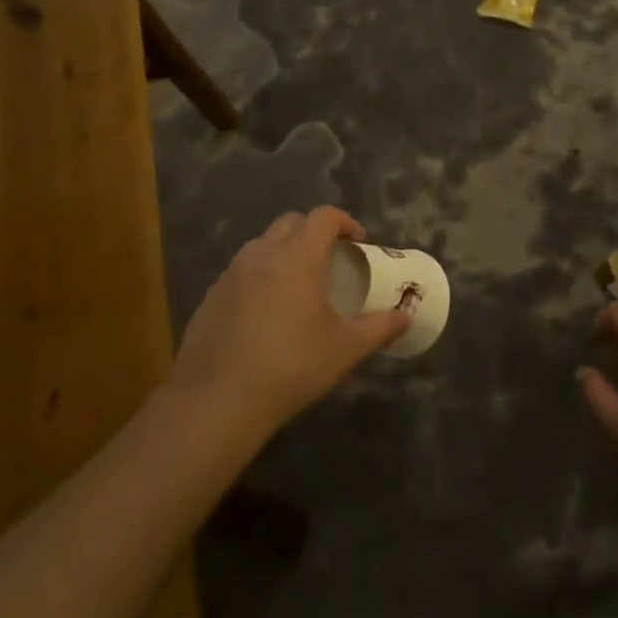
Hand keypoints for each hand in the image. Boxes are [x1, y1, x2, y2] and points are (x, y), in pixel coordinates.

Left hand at [171, 207, 409, 437]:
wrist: (216, 401)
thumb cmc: (291, 366)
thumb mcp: (344, 349)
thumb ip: (378, 328)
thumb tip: (406, 317)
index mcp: (297, 257)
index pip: (323, 217)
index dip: (345, 222)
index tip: (359, 243)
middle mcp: (262, 254)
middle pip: (291, 222)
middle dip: (314, 232)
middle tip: (331, 259)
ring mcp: (231, 274)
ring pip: (262, 245)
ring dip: (284, 251)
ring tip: (299, 284)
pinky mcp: (211, 297)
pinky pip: (241, 272)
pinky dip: (260, 276)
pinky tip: (266, 313)